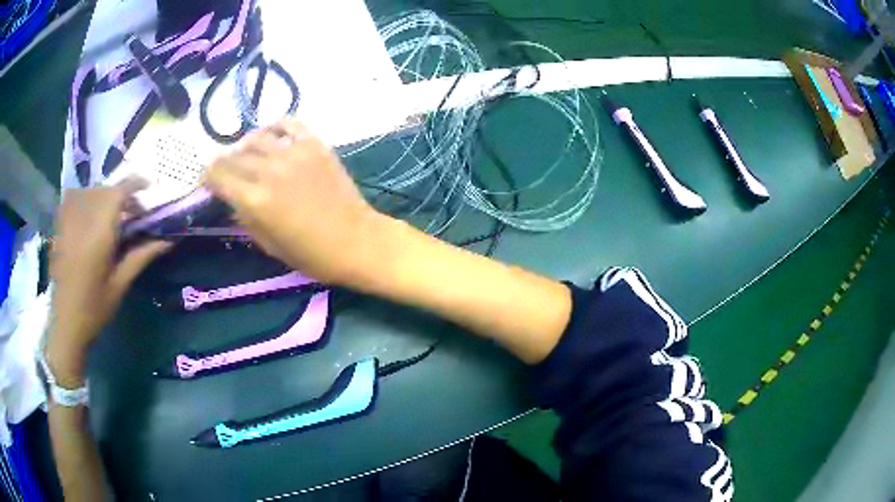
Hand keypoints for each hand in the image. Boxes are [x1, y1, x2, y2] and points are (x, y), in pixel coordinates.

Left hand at [47, 181, 170, 385]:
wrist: (66, 326)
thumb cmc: (95, 309)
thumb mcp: (120, 285)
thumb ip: (141, 256)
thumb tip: (169, 240)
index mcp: (99, 233)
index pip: (119, 192)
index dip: (136, 183)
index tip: (149, 186)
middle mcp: (83, 220)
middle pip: (104, 189)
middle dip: (121, 193)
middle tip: (131, 211)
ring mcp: (68, 222)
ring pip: (89, 191)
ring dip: (103, 195)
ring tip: (110, 213)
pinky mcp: (60, 228)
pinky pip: (73, 200)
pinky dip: (85, 200)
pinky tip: (89, 216)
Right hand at [204, 120, 386, 284]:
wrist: (357, 241)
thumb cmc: (312, 254)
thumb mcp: (269, 245)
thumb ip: (245, 218)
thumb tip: (230, 199)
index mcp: (255, 200)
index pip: (217, 176)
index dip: (207, 177)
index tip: (207, 181)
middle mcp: (270, 170)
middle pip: (233, 155)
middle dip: (222, 163)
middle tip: (224, 170)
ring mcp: (294, 153)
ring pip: (257, 137)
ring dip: (245, 145)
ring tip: (246, 155)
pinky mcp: (315, 144)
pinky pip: (288, 124)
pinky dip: (275, 128)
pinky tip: (272, 138)